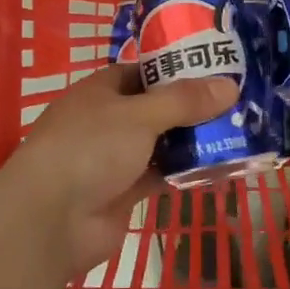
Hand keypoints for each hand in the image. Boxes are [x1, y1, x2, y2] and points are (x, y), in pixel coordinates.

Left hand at [0, 66, 235, 276]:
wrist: (51, 219)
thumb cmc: (90, 148)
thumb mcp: (140, 115)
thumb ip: (184, 101)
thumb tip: (229, 86)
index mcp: (102, 90)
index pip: (144, 72)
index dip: (177, 70)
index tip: (217, 70)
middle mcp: (107, 120)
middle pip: (156, 108)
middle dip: (192, 108)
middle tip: (238, 103)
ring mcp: (114, 158)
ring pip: (160, 143)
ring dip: (191, 141)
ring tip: (238, 132)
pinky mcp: (123, 192)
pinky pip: (160, 175)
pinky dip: (184, 171)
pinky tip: (218, 167)